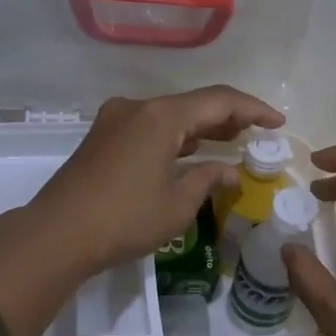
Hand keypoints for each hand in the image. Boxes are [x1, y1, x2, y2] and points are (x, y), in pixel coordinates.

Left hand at [29, 86, 285, 275]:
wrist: (57, 235)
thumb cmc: (125, 219)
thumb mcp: (178, 204)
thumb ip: (208, 179)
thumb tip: (230, 171)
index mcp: (161, 116)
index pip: (219, 100)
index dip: (253, 109)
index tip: (278, 123)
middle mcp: (137, 107)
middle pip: (193, 103)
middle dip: (228, 116)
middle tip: (257, 132)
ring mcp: (115, 120)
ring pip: (169, 115)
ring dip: (200, 127)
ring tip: (230, 140)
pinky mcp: (102, 138)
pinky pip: (149, 127)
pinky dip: (175, 136)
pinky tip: (189, 151)